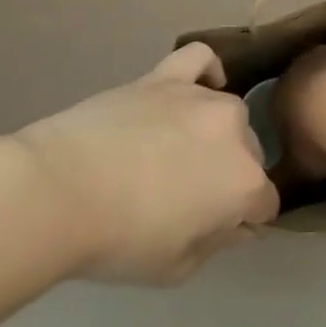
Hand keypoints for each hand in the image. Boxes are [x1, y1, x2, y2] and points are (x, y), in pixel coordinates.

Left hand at [14, 44, 279, 284]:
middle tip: (188, 197)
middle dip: (230, 175)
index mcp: (243, 182)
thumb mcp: (178, 267)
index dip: (242, 220)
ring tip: (178, 152)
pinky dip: (206, 70)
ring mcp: (199, 96)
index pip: (264, 203)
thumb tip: (235, 224)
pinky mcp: (165, 76)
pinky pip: (200, 59)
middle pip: (248, 153)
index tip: (215, 229)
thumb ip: (216, 242)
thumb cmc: (120, 240)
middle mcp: (233, 130)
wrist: (61, 189)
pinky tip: (199, 86)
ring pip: (227, 112)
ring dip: (214, 133)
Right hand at [272, 45, 325, 185]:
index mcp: (278, 94)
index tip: (299, 138)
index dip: (287, 121)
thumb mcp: (296, 168)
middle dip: (312, 100)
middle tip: (325, 124)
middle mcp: (299, 69)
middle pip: (303, 83)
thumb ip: (285, 176)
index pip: (276, 105)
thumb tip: (276, 188)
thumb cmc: (317, 139)